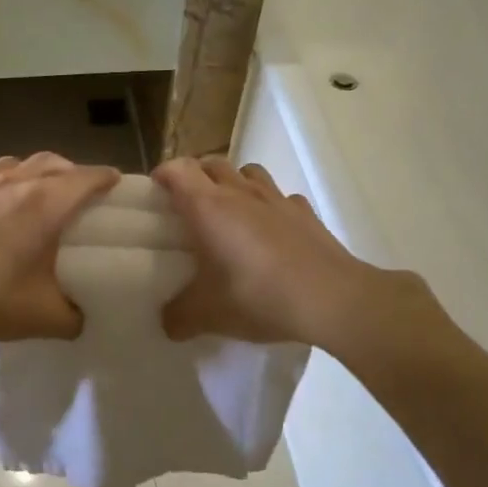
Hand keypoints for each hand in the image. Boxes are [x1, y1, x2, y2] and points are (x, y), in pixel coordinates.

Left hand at [0, 153, 119, 346]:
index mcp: (44, 204)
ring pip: (11, 164)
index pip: (85, 178)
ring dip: (30, 172)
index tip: (115, 182)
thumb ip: (73, 317)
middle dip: (70, 170)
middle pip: (50, 162)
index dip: (104, 178)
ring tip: (33, 192)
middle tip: (78, 189)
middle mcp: (12, 184)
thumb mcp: (44, 318)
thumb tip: (80, 317)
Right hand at [154, 157, 386, 345]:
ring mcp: (277, 199)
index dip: (163, 175)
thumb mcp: (208, 315)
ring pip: (248, 172)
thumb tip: (168, 322)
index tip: (156, 193)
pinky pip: (281, 198)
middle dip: (195, 176)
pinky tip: (271, 232)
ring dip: (233, 183)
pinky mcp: (306, 213)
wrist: (332, 300)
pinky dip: (270, 207)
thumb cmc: (258, 296)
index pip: (178, 170)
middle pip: (211, 163)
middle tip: (188, 205)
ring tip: (229, 212)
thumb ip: (179, 316)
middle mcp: (240, 193)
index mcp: (208, 207)